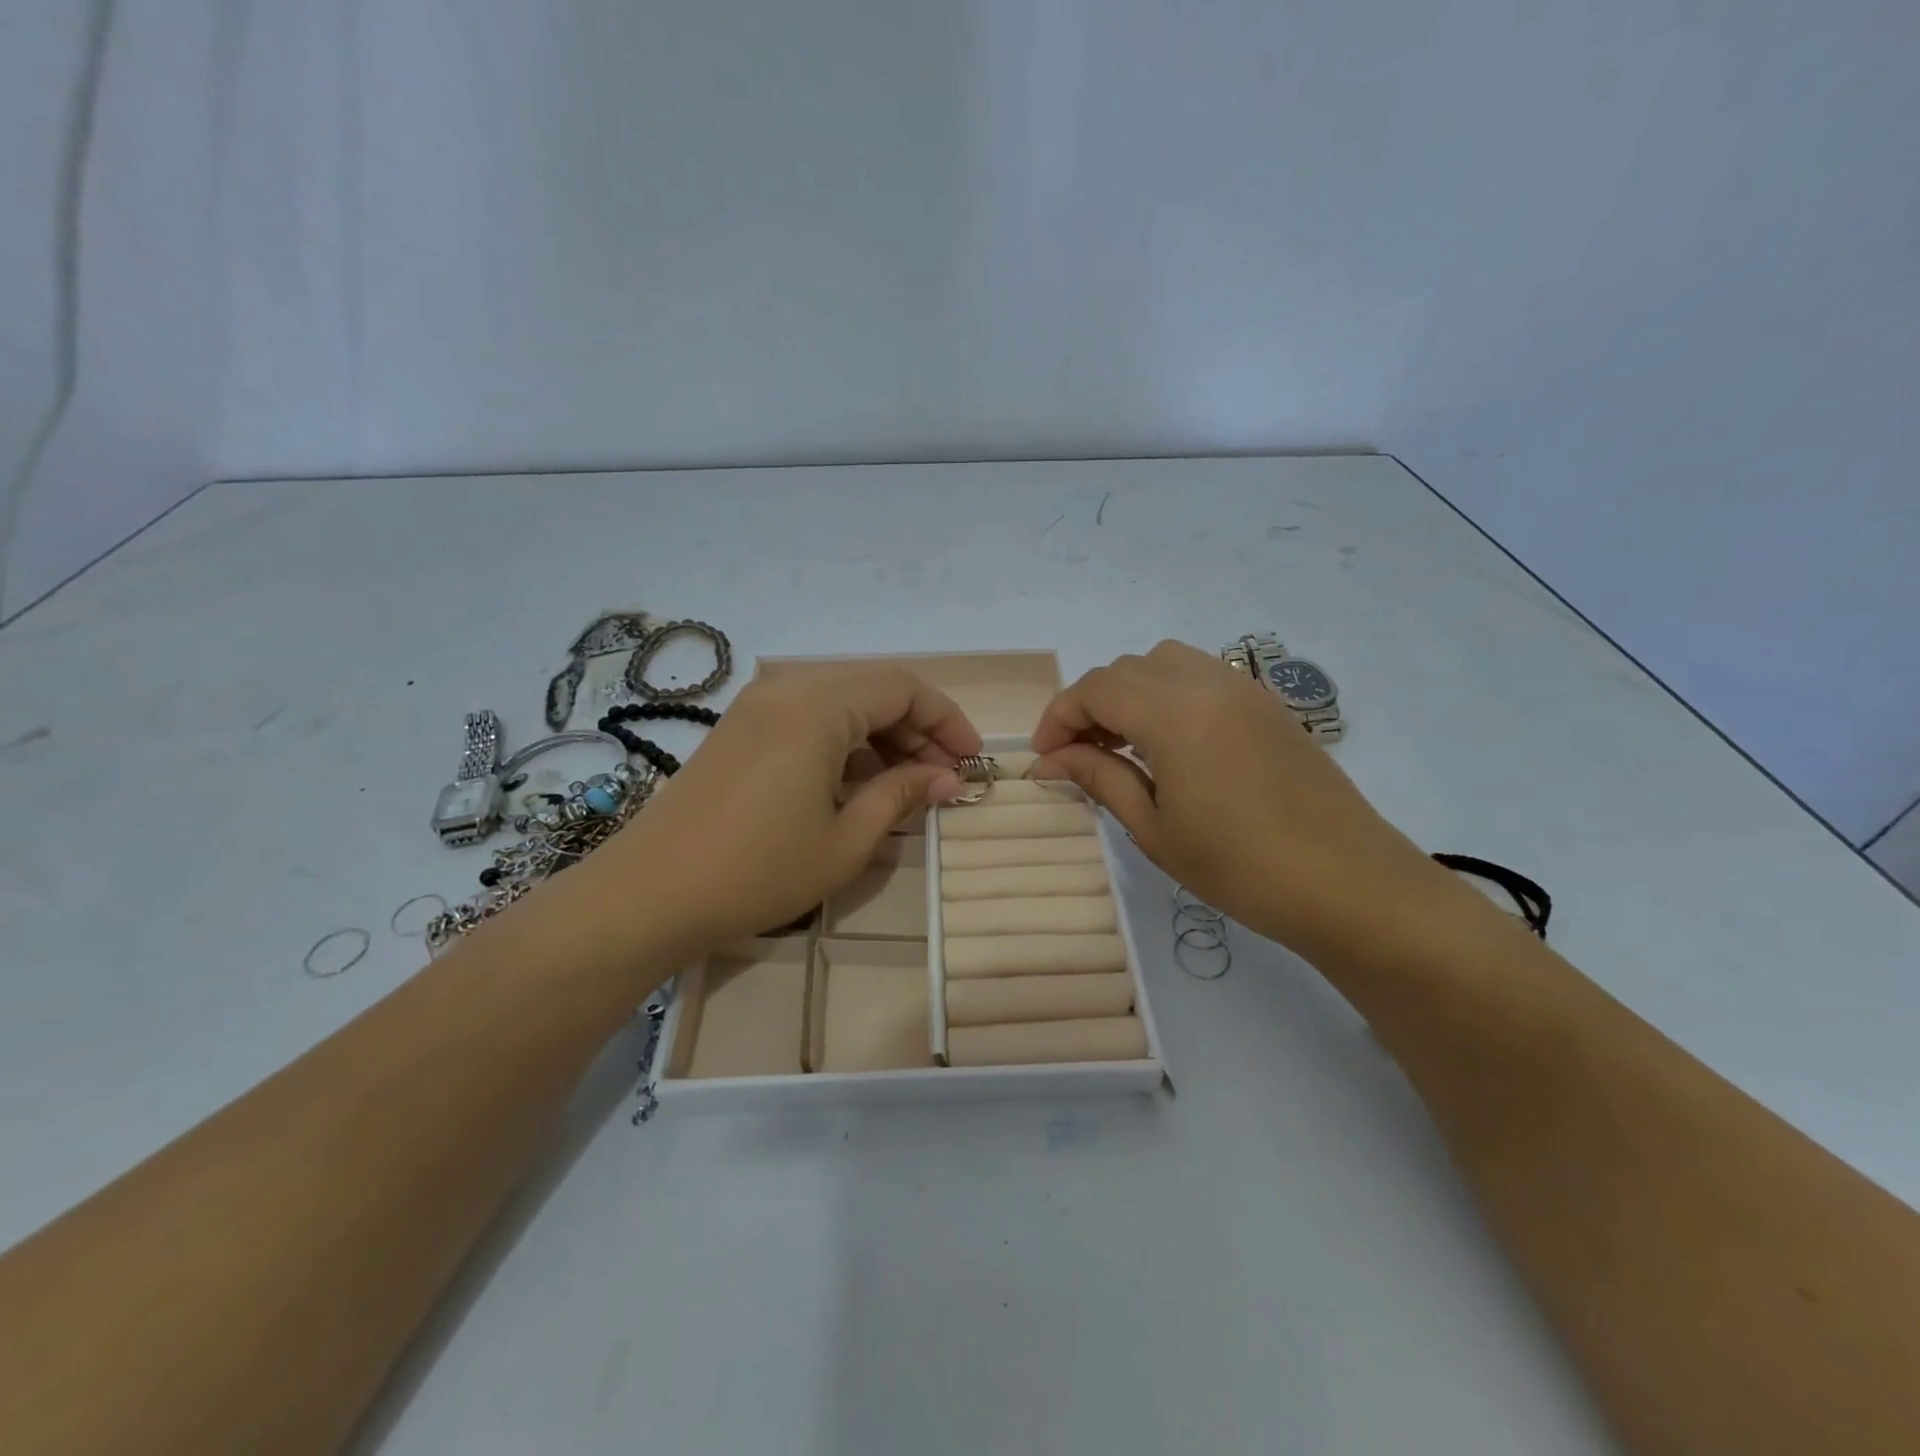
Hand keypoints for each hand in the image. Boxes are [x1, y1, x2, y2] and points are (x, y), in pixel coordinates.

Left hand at [605, 668, 980, 954]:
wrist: (649, 894)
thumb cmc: (758, 869)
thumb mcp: (846, 839)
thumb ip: (903, 795)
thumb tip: (947, 778)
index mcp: (818, 706)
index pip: (903, 689)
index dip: (946, 720)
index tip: (971, 760)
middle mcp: (787, 689)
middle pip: (872, 691)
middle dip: (917, 730)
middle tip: (944, 778)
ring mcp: (757, 708)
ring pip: (841, 705)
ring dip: (881, 738)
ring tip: (907, 787)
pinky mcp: (739, 731)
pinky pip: (808, 720)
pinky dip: (843, 745)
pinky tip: (857, 786)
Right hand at [1030, 641, 1463, 959]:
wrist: (1349, 884)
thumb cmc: (1241, 867)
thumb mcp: (1155, 829)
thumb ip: (1099, 779)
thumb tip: (1049, 761)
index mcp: (1176, 714)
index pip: (1096, 689)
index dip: (1059, 717)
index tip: (1044, 758)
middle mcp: (1208, 683)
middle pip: (1127, 668)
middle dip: (1091, 704)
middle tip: (1080, 756)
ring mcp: (1245, 689)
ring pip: (1165, 663)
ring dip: (1131, 693)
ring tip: (1123, 745)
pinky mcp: (1267, 705)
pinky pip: (1201, 675)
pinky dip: (1168, 694)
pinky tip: (1171, 745)